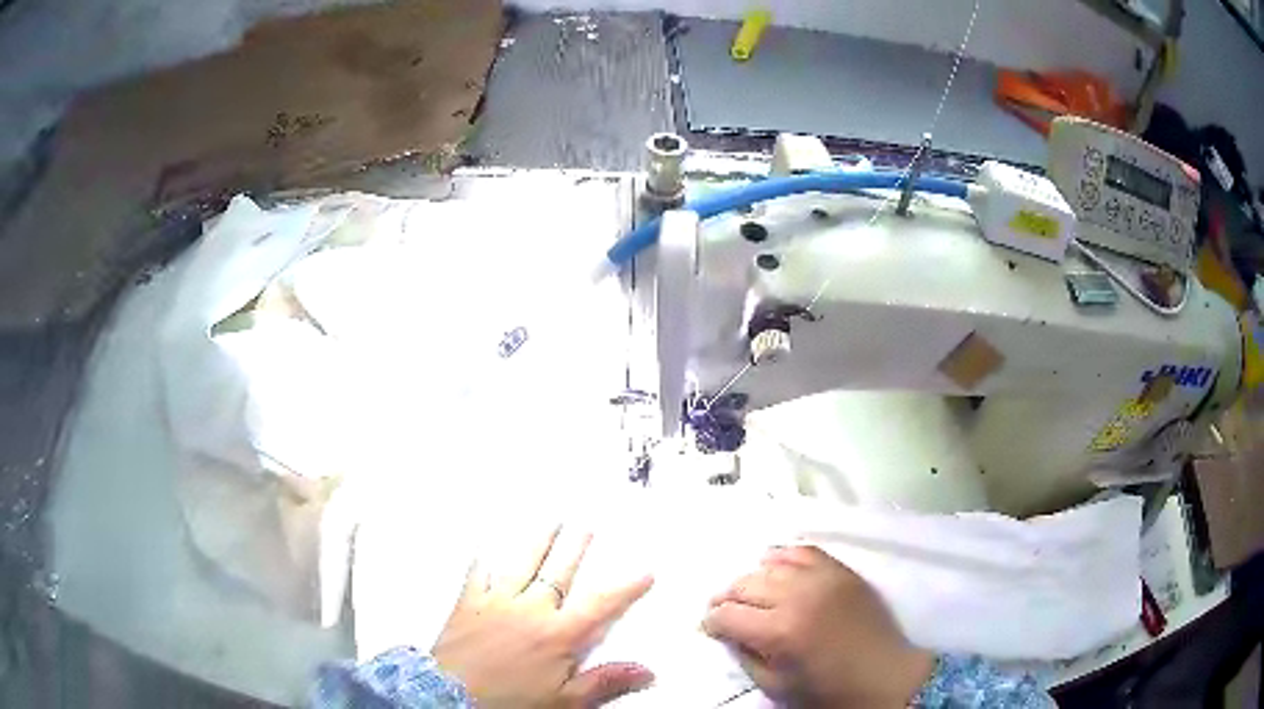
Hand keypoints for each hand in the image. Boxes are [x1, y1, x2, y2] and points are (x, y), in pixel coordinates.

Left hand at [432, 526, 654, 707]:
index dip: (625, 588)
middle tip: (587, 526)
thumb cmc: (511, 701)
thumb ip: (604, 683)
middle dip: (576, 549)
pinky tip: (485, 547)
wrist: (452, 696)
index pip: (600, 605)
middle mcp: (530, 609)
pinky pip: (477, 574)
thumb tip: (647, 671)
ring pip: (522, 564)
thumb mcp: (564, 700)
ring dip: (538, 542)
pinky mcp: (468, 603)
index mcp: (558, 634)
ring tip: (551, 521)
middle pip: (559, 573)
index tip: (645, 571)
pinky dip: (483, 560)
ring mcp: (496, 601)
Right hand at [703, 545, 934, 707]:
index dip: (710, 621)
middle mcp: (797, 597)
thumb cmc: (828, 690)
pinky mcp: (841, 571)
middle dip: (725, 598)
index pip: (727, 615)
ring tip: (748, 592)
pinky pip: (804, 551)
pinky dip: (783, 556)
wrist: (884, 675)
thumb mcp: (776, 686)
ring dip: (751, 578)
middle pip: (744, 585)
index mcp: (779, 632)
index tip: (709, 627)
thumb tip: (728, 635)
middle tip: (722, 610)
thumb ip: (746, 657)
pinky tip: (775, 566)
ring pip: (769, 564)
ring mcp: (822, 579)